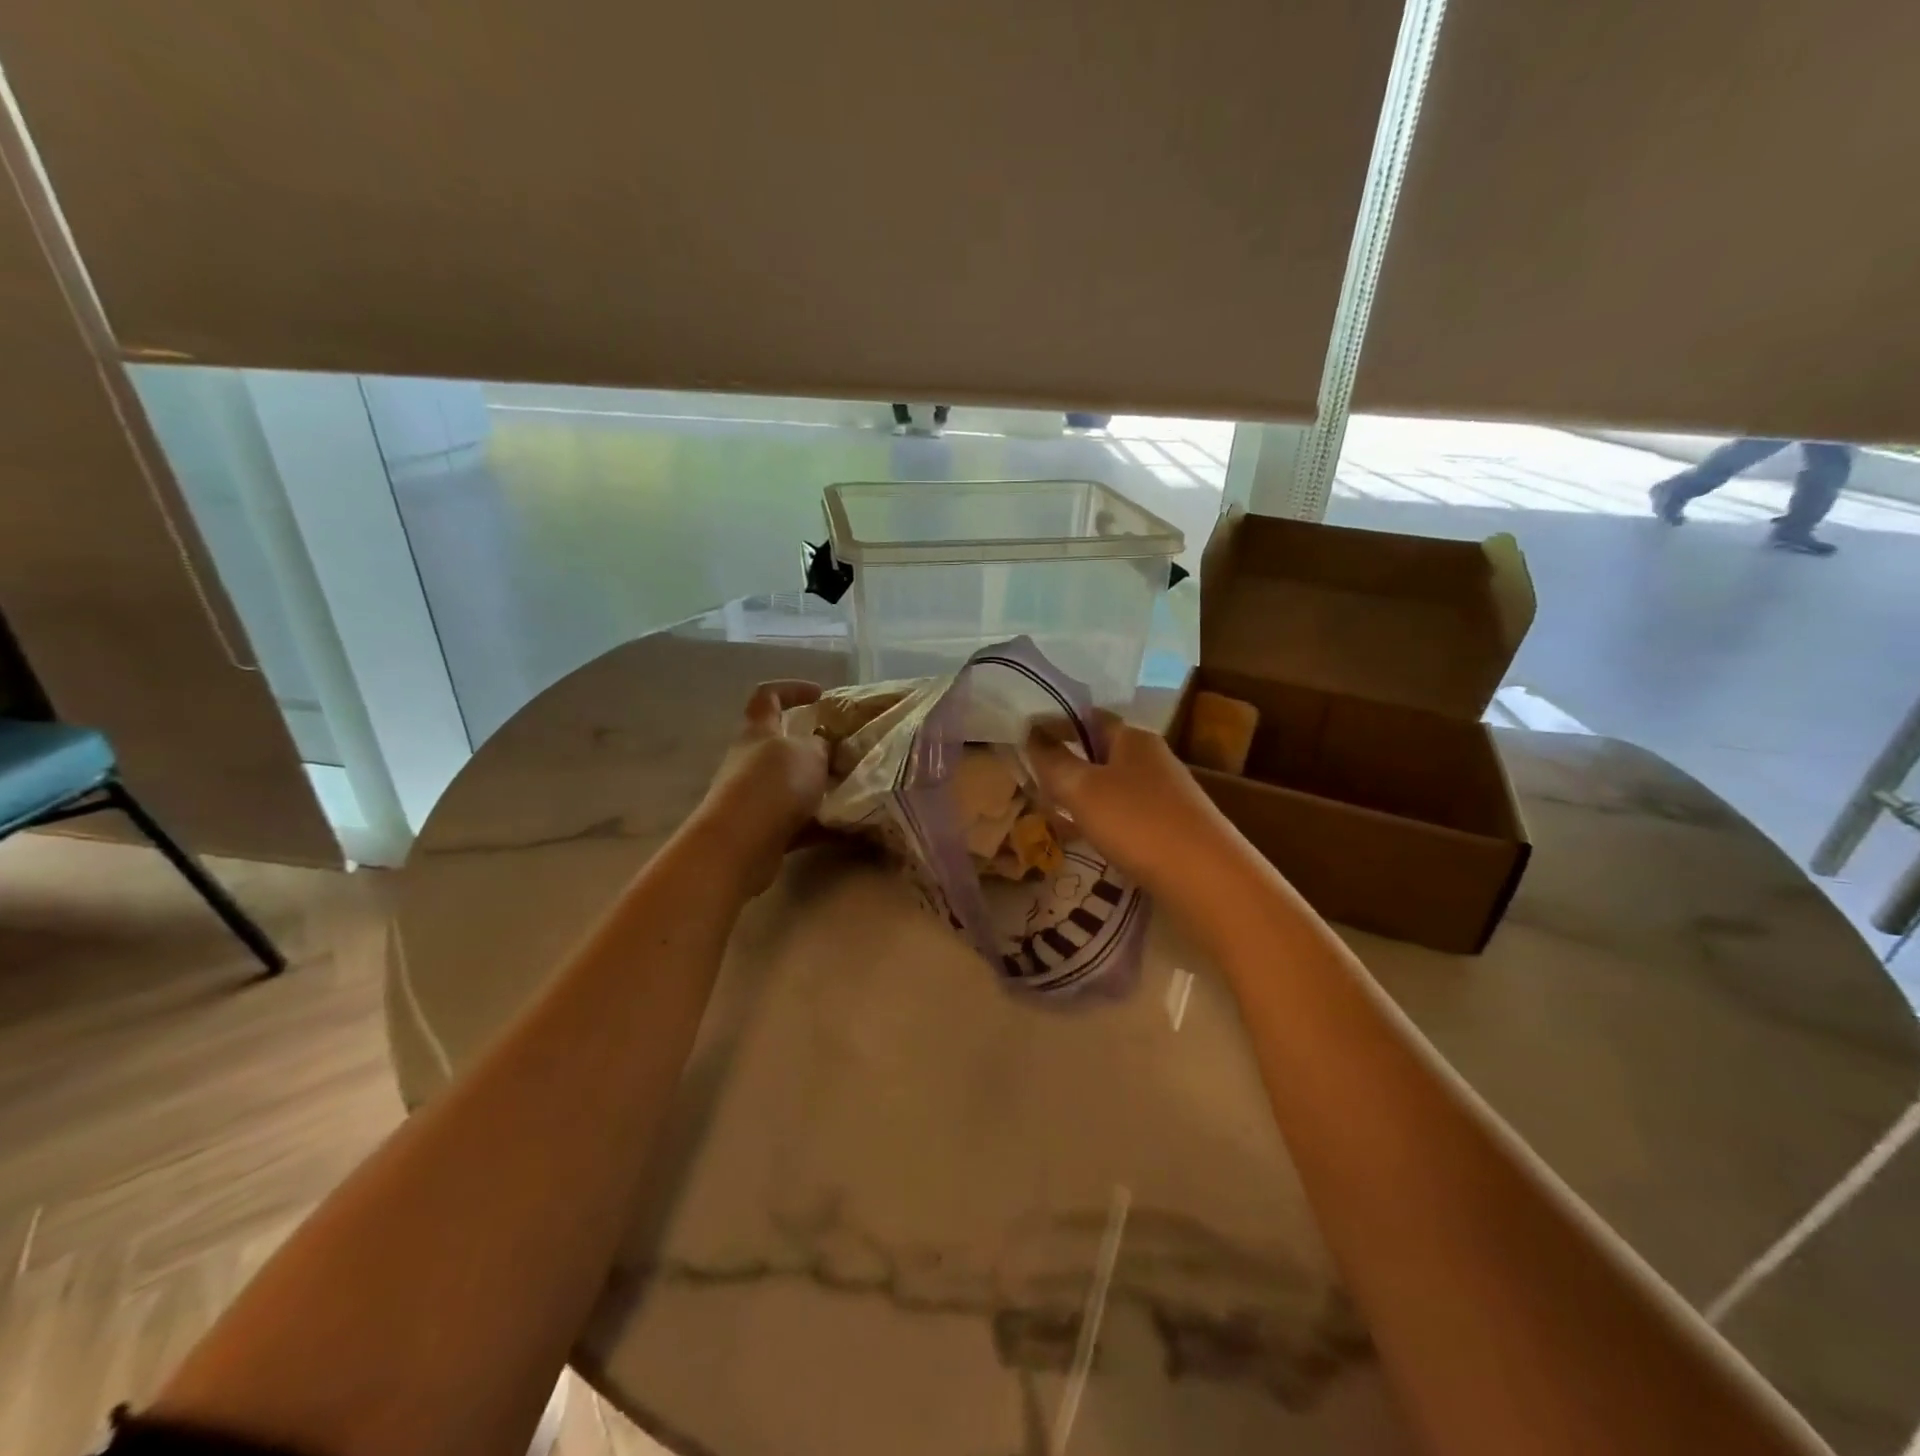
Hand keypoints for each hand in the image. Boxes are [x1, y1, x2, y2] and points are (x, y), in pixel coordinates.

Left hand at [689, 680, 830, 895]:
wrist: (740, 845)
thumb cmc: (774, 785)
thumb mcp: (809, 754)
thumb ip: (821, 745)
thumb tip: (823, 745)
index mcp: (759, 730)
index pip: (768, 696)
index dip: (792, 689)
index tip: (821, 695)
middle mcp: (750, 760)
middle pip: (781, 745)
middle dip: (814, 748)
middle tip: (845, 752)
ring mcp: (753, 796)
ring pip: (791, 785)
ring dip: (819, 787)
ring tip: (852, 791)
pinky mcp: (762, 829)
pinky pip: (796, 821)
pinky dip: (819, 823)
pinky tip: (845, 827)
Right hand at [1025, 713, 1241, 900]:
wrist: (1206, 879)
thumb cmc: (1138, 822)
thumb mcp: (1083, 789)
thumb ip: (1053, 761)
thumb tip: (1031, 733)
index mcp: (1133, 739)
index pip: (1090, 717)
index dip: (1058, 723)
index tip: (1026, 737)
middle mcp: (1153, 759)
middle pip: (1102, 751)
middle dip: (1069, 762)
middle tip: (1033, 779)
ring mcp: (1167, 794)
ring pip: (1114, 785)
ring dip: (1084, 794)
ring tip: (1053, 812)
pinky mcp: (1173, 827)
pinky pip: (1127, 814)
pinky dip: (1103, 820)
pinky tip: (1089, 840)